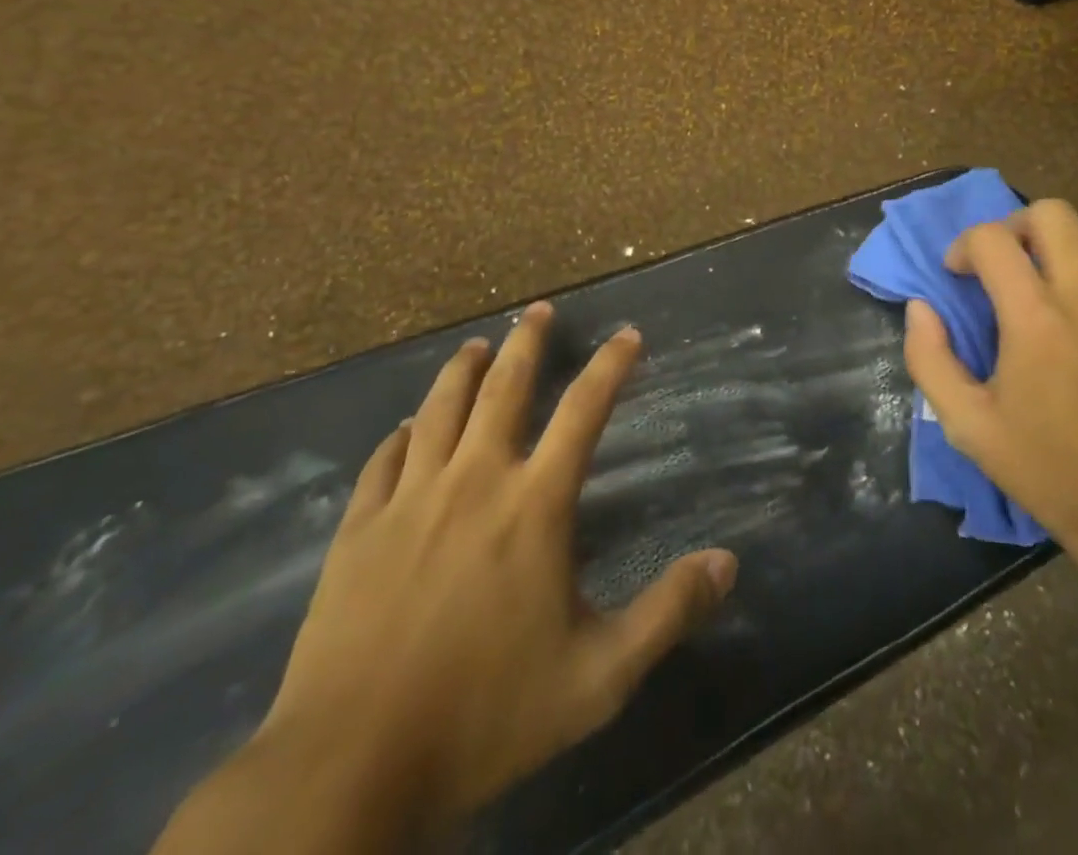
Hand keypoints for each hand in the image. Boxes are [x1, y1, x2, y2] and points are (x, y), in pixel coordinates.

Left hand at [259, 303, 737, 826]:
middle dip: (527, 342)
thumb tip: (728, 563)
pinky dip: (400, 435)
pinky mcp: (358, 531)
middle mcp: (474, 481)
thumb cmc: (485, 714)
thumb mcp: (598, 677)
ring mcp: (409, 500)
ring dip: (463, 370)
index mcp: (534, 504)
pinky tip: (405, 428)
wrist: (350, 768)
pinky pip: (382, 462)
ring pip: (439, 410)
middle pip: (505, 388)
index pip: (584, 410)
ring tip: (477, 345)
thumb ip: (667, 613)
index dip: (611, 365)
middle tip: (538, 309)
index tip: (627, 333)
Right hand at [902, 200, 1077, 620]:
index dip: (964, 246)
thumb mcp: (968, 427)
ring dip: (1065, 235)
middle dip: (1013, 227)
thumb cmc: (1051, 472)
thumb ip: (930, 360)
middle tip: (1002, 266)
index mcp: (1035, 320)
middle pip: (1050, 213)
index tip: (958, 274)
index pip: (992, 240)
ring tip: (1049, 272)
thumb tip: (920, 308)